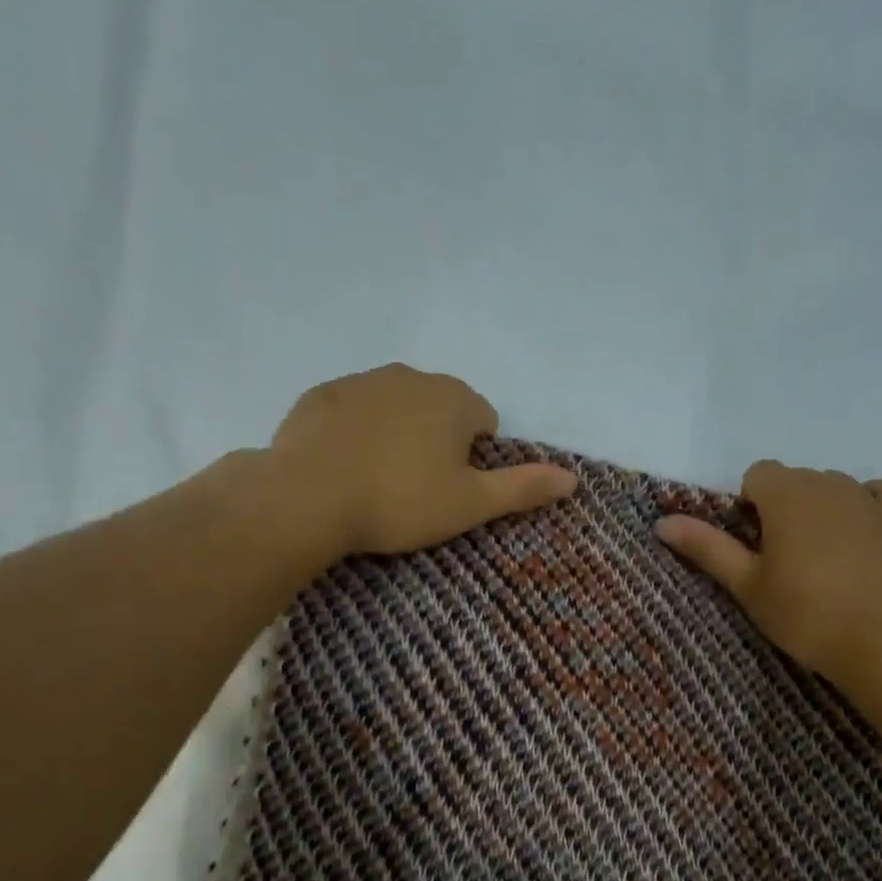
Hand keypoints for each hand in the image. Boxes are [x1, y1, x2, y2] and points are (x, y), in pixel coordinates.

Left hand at [268, 363, 577, 560]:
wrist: (308, 498)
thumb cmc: (401, 501)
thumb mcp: (470, 504)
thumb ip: (523, 488)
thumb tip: (574, 479)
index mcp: (453, 398)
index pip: (484, 421)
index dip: (475, 459)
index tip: (451, 490)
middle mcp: (410, 376)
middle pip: (440, 409)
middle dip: (437, 442)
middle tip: (418, 490)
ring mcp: (361, 381)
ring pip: (396, 407)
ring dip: (397, 435)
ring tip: (380, 481)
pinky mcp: (320, 395)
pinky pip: (353, 411)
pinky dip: (357, 433)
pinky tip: (344, 467)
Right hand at [656, 461, 881, 691]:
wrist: (879, 642)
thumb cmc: (803, 614)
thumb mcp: (746, 584)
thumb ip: (706, 547)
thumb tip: (661, 522)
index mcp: (785, 494)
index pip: (757, 475)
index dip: (749, 506)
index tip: (755, 545)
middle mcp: (827, 482)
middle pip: (794, 480)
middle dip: (784, 508)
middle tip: (785, 560)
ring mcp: (868, 496)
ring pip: (833, 486)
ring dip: (821, 509)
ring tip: (824, 558)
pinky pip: (879, 492)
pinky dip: (868, 506)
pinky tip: (863, 535)